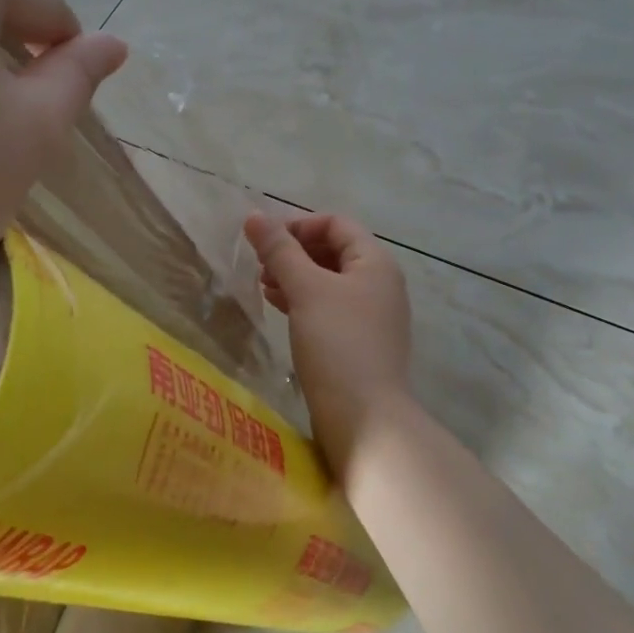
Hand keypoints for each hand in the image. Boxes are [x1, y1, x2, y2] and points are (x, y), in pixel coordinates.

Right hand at [243, 212, 412, 472]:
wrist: (364, 417)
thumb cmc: (337, 343)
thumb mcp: (306, 290)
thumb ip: (280, 251)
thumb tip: (254, 215)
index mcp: (375, 262)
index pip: (336, 224)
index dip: (298, 224)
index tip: (263, 241)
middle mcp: (379, 283)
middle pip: (333, 251)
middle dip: (293, 253)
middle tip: (260, 266)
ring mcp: (372, 315)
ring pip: (329, 282)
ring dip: (295, 277)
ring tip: (263, 287)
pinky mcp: (359, 343)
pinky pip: (329, 309)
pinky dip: (303, 302)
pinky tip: (279, 309)